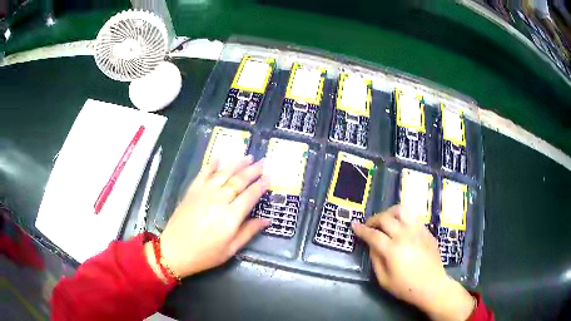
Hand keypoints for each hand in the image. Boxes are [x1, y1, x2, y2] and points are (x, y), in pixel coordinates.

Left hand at [152, 156, 269, 278]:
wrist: (175, 251)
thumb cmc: (205, 254)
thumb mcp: (231, 249)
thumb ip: (249, 232)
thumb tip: (267, 220)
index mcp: (231, 217)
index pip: (250, 195)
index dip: (261, 186)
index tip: (269, 178)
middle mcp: (219, 200)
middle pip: (238, 181)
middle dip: (252, 171)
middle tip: (262, 163)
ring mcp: (203, 193)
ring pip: (223, 174)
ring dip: (236, 164)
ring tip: (247, 157)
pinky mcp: (191, 192)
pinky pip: (203, 174)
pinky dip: (211, 165)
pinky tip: (218, 158)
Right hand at [351, 205, 474, 320]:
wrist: (432, 286)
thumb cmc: (406, 287)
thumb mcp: (384, 280)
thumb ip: (376, 260)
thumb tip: (372, 245)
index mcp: (392, 249)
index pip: (373, 234)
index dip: (361, 229)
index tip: (354, 225)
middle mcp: (405, 235)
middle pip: (386, 218)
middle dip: (374, 219)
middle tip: (370, 226)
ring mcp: (418, 231)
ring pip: (402, 210)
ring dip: (390, 213)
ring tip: (386, 221)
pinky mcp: (427, 232)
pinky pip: (413, 218)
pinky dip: (403, 219)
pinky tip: (401, 229)